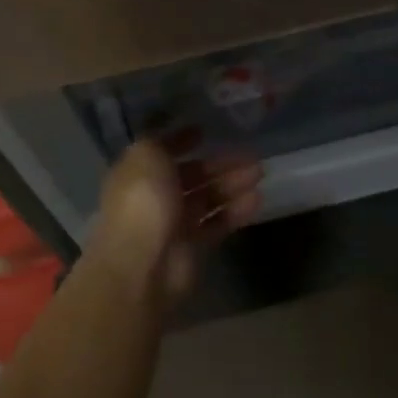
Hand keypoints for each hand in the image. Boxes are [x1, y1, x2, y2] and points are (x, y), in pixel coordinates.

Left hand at [85, 137, 260, 306]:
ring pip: (208, 197)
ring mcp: (174, 223)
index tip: (204, 132)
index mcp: (138, 174)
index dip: (180, 141)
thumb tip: (173, 138)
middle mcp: (155, 197)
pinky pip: (218, 222)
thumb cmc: (142, 202)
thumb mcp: (145, 156)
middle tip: (251, 156)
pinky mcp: (193, 247)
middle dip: (220, 164)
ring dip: (232, 184)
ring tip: (259, 173)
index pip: (161, 152)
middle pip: (192, 175)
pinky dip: (236, 211)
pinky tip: (256, 200)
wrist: (142, 266)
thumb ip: (160, 142)